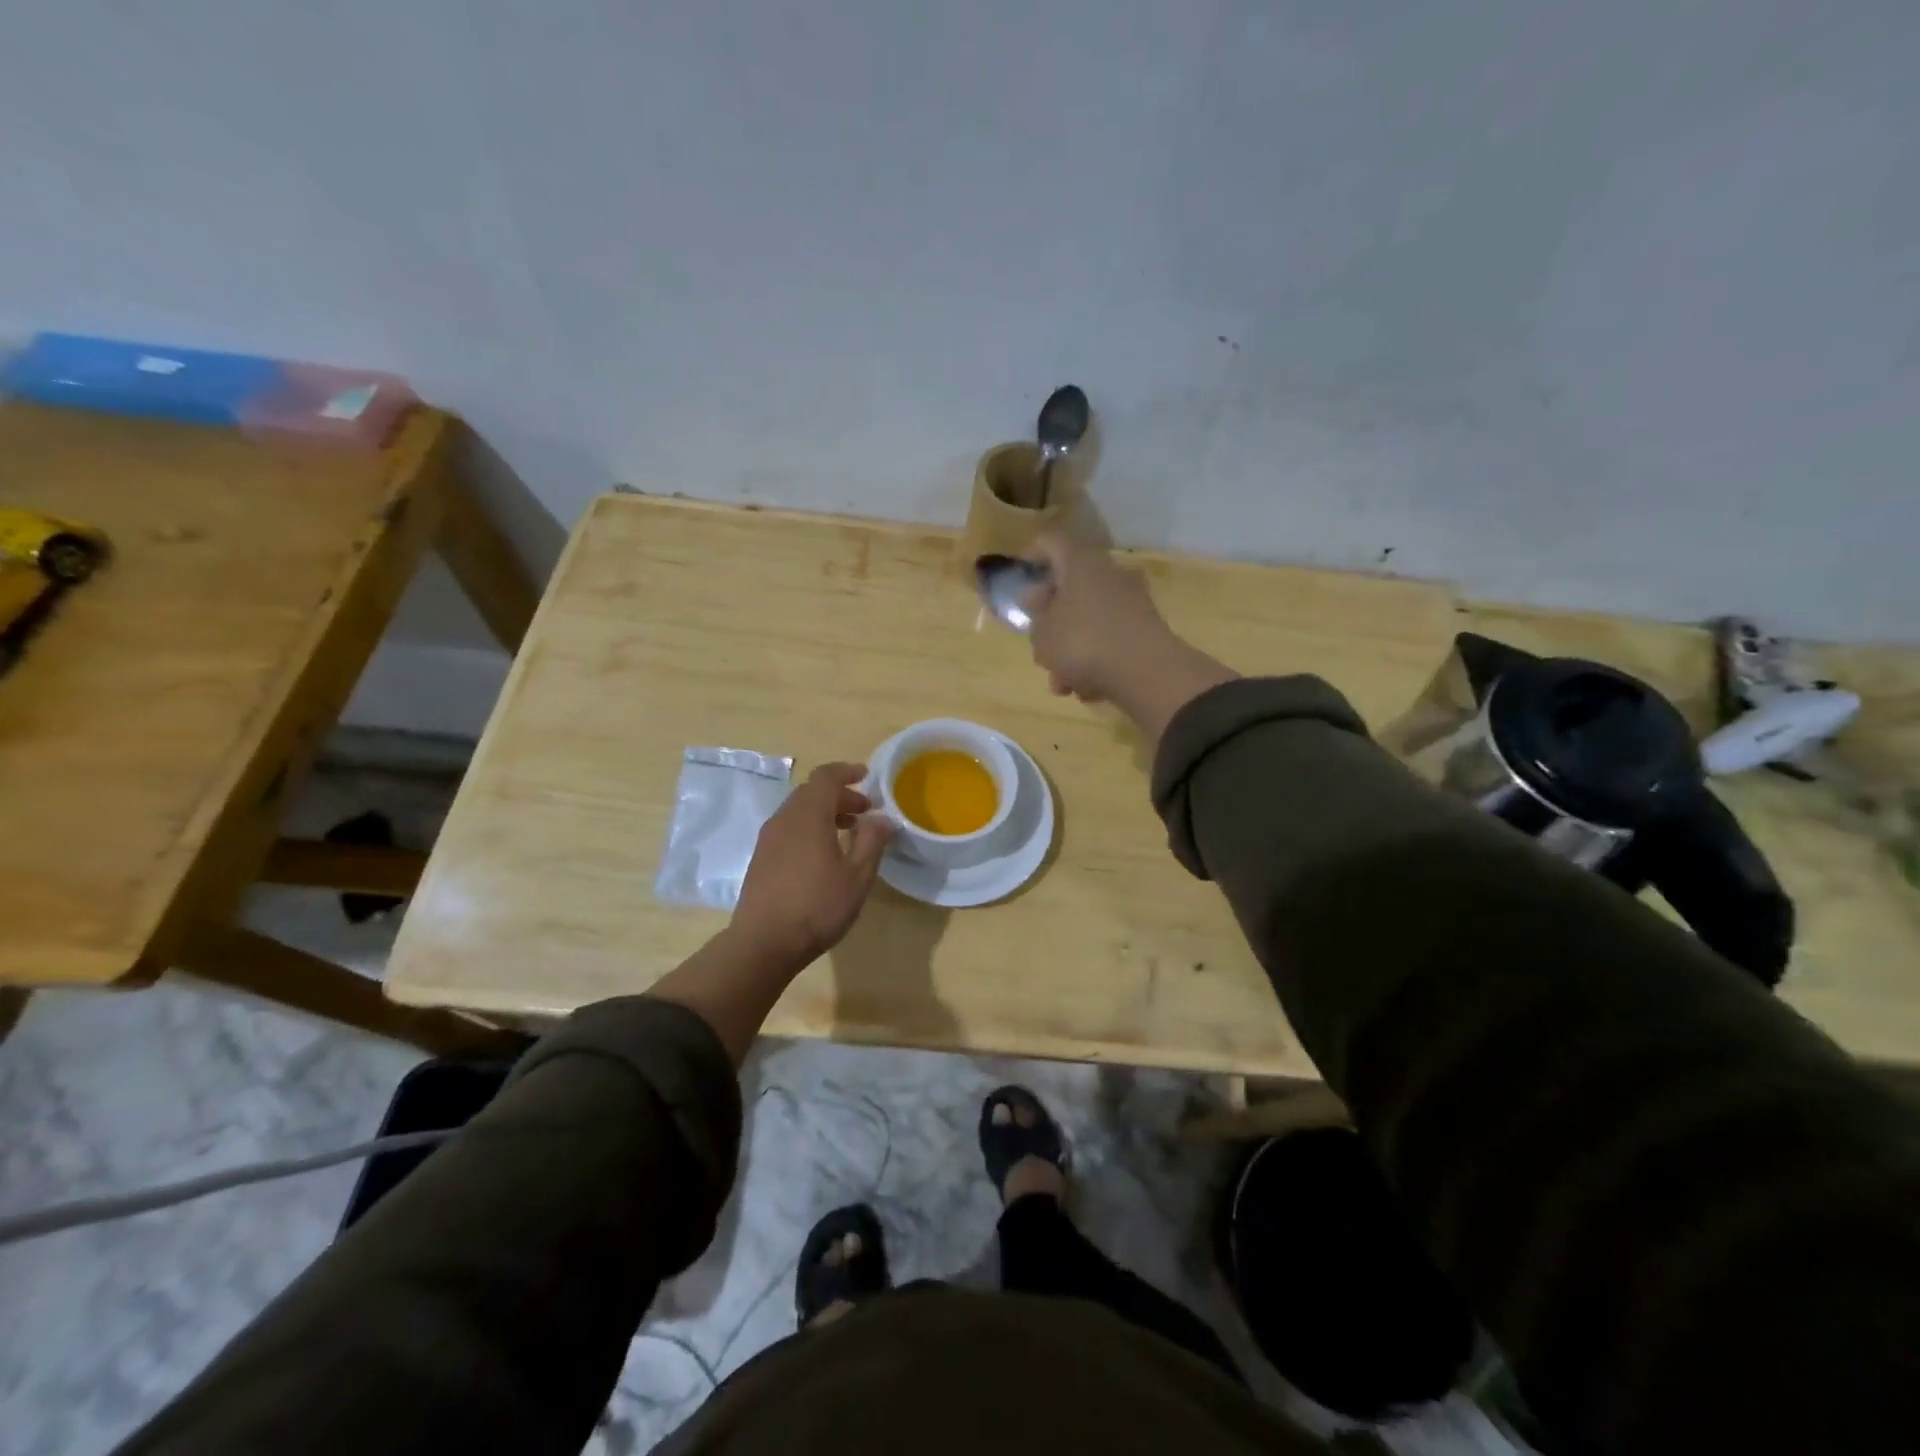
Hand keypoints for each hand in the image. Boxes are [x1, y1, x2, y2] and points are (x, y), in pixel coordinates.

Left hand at [731, 762, 894, 966]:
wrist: (764, 943)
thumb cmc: (817, 906)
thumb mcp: (857, 876)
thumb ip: (872, 841)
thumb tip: (882, 817)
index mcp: (809, 815)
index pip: (826, 777)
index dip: (847, 772)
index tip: (867, 776)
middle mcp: (784, 819)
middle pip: (811, 793)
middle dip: (839, 796)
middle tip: (864, 811)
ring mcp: (768, 839)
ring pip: (798, 812)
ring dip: (824, 813)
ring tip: (848, 833)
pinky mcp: (761, 858)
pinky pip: (788, 829)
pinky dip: (809, 828)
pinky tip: (823, 855)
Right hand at [1022, 532, 1237, 744]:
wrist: (1147, 673)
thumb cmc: (1083, 643)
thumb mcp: (1043, 634)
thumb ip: (1035, 614)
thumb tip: (1037, 596)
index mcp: (1081, 563)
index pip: (1051, 542)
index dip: (1032, 555)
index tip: (1020, 576)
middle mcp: (1110, 573)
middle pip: (1072, 587)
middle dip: (1052, 620)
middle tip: (1038, 644)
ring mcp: (1132, 601)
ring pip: (1089, 620)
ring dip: (1071, 651)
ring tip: (1061, 684)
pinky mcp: (1146, 629)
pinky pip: (1110, 640)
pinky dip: (1096, 661)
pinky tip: (1088, 691)